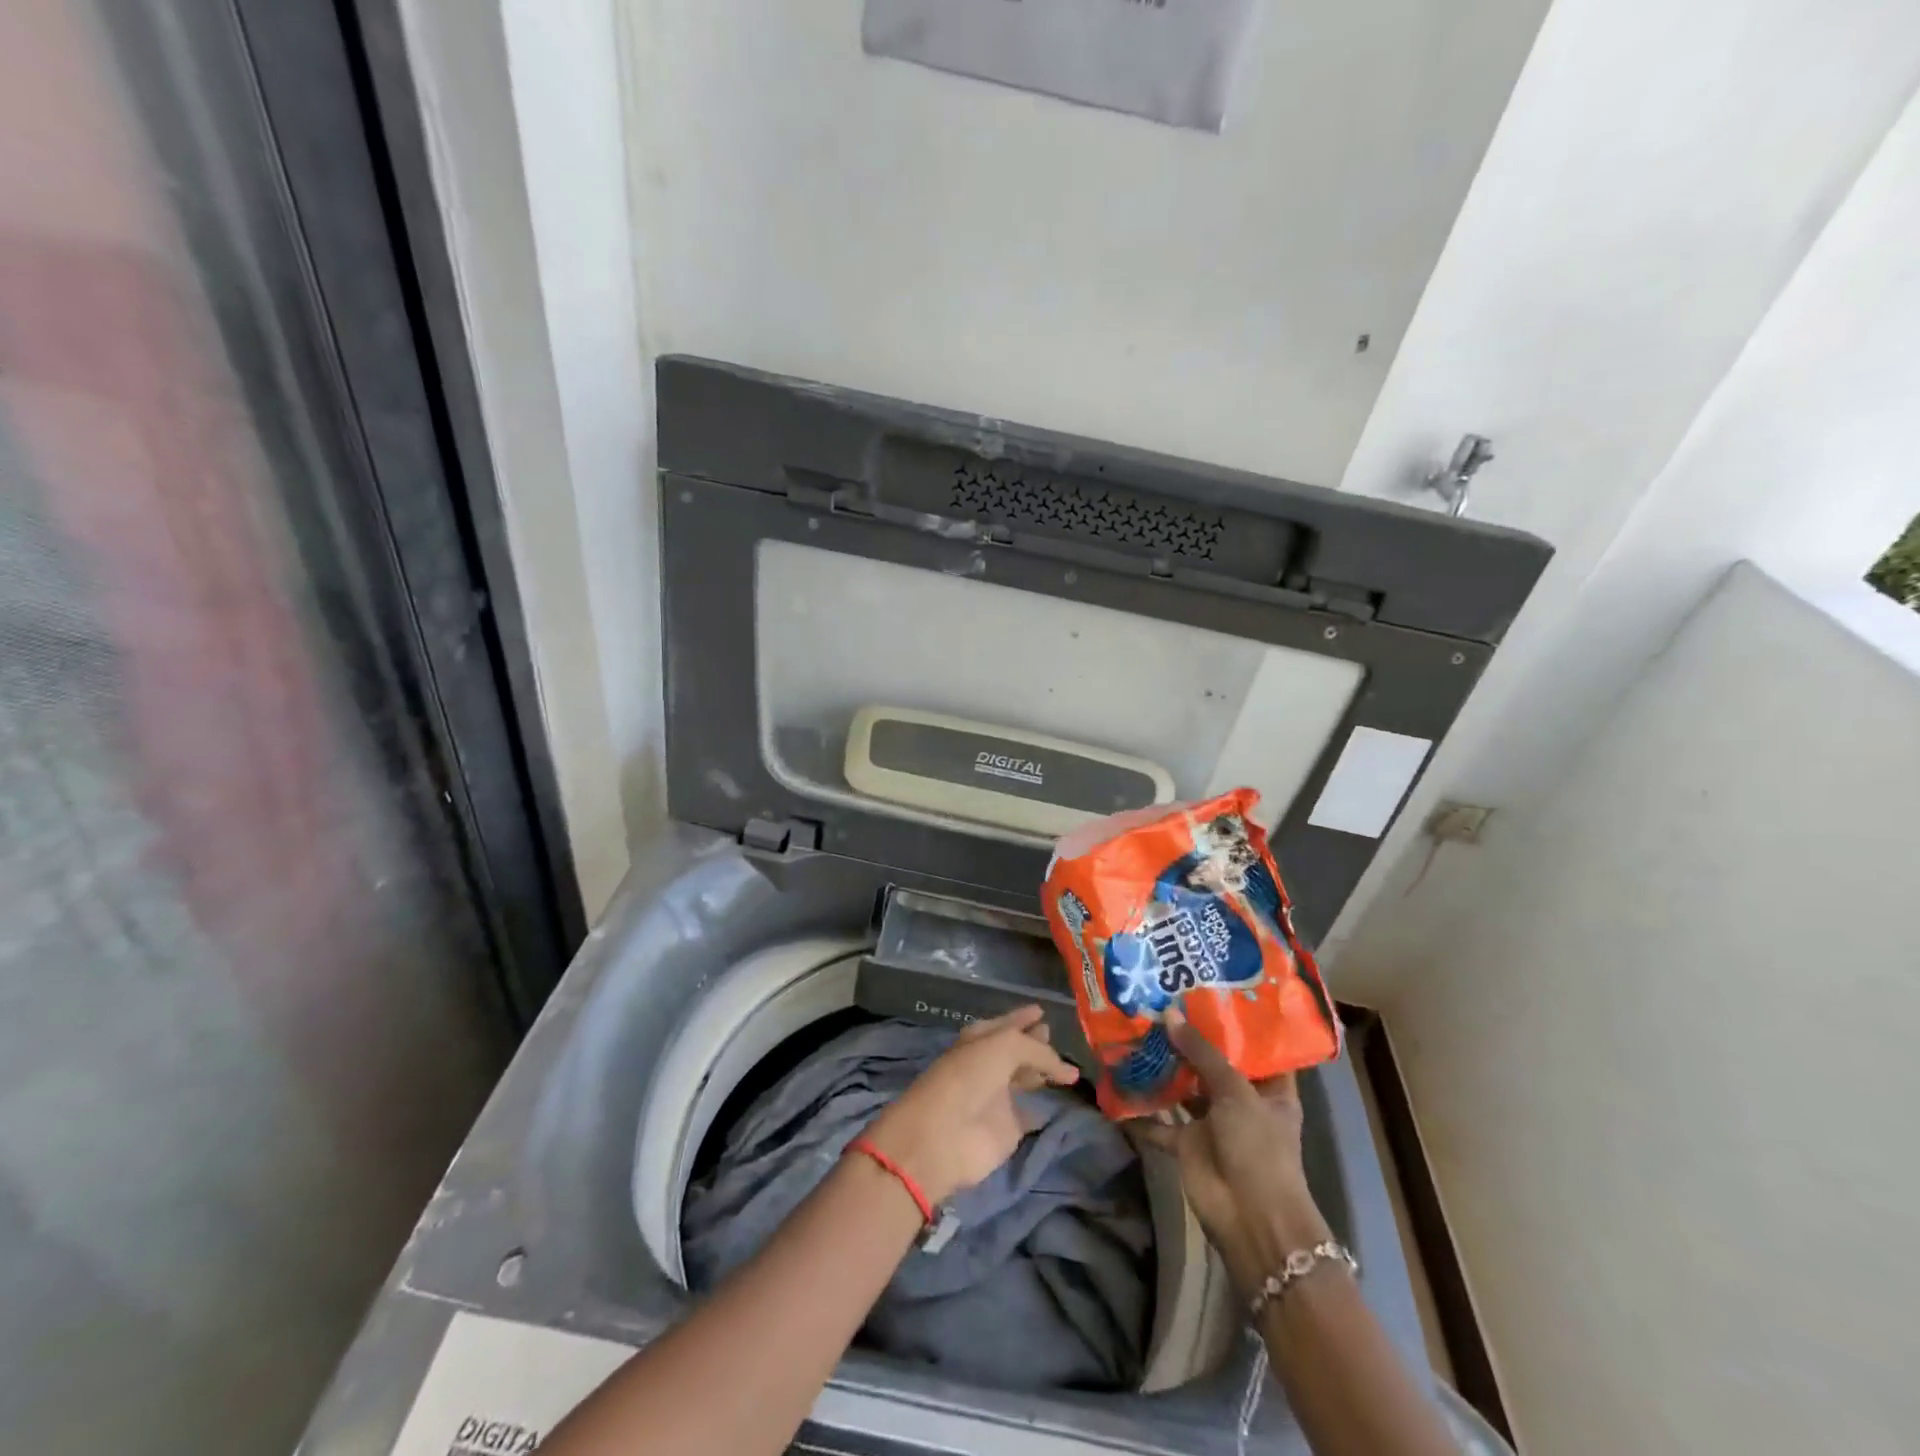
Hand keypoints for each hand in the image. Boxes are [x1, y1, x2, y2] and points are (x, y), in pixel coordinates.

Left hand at [863, 1006, 1078, 1205]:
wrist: (944, 1135)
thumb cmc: (970, 1077)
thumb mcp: (1005, 1046)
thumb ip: (1038, 1051)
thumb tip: (1067, 1069)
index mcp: (978, 1040)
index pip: (1005, 1024)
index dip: (1021, 1017)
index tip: (1041, 1011)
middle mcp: (987, 1066)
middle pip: (1014, 1051)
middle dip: (1033, 1042)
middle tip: (1053, 1036)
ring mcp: (996, 1098)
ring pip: (1022, 1080)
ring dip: (1039, 1073)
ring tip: (1066, 1069)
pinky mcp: (1006, 1129)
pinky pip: (1028, 1116)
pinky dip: (1040, 1111)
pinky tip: (1055, 1105)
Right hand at [1138, 1006, 1333, 1292]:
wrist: (1250, 1219)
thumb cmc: (1258, 1147)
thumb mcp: (1235, 1092)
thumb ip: (1201, 1053)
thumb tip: (1168, 1014)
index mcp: (1270, 1090)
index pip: (1257, 1048)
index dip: (1237, 1022)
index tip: (1211, 991)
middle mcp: (1241, 1102)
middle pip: (1213, 1064)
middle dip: (1189, 1039)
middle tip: (1162, 1001)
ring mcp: (1212, 1124)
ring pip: (1183, 1088)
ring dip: (1163, 1067)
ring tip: (1137, 1029)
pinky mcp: (1186, 1144)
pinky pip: (1158, 1121)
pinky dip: (1139, 1109)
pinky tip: (1116, 1083)